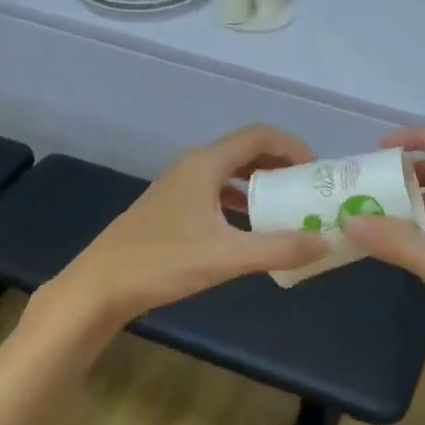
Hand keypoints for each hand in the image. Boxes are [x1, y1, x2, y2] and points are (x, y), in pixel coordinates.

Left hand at [52, 125, 328, 327]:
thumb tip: (325, 241)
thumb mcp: (227, 257)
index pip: (260, 136)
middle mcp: (193, 168)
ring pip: (230, 175)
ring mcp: (179, 189)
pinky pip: (217, 195)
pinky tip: (251, 231)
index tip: (318, 171)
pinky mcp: (171, 211)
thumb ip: (279, 248)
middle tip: (308, 190)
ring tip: (288, 209)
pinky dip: (241, 204)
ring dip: (262, 186)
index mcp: (205, 165)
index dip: (294, 147)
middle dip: (281, 166)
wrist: (99, 287)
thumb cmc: (162, 263)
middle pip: (247, 152)